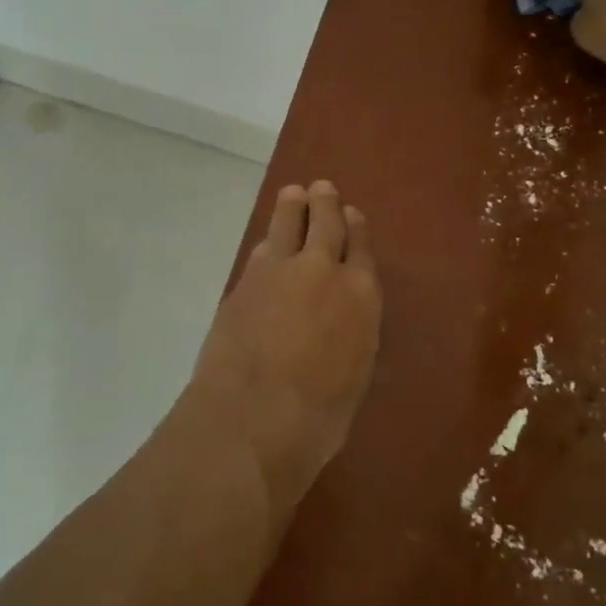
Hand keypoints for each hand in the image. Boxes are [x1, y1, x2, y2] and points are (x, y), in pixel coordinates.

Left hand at [181, 181, 381, 514]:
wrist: (252, 416)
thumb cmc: (317, 417)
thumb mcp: (353, 376)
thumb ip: (351, 337)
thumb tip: (339, 324)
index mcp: (361, 296)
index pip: (361, 249)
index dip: (356, 229)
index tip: (352, 213)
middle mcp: (324, 270)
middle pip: (326, 224)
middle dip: (325, 204)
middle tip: (323, 189)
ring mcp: (279, 270)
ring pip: (288, 223)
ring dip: (293, 206)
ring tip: (294, 193)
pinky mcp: (244, 280)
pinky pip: (262, 249)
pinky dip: (268, 239)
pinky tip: (267, 240)